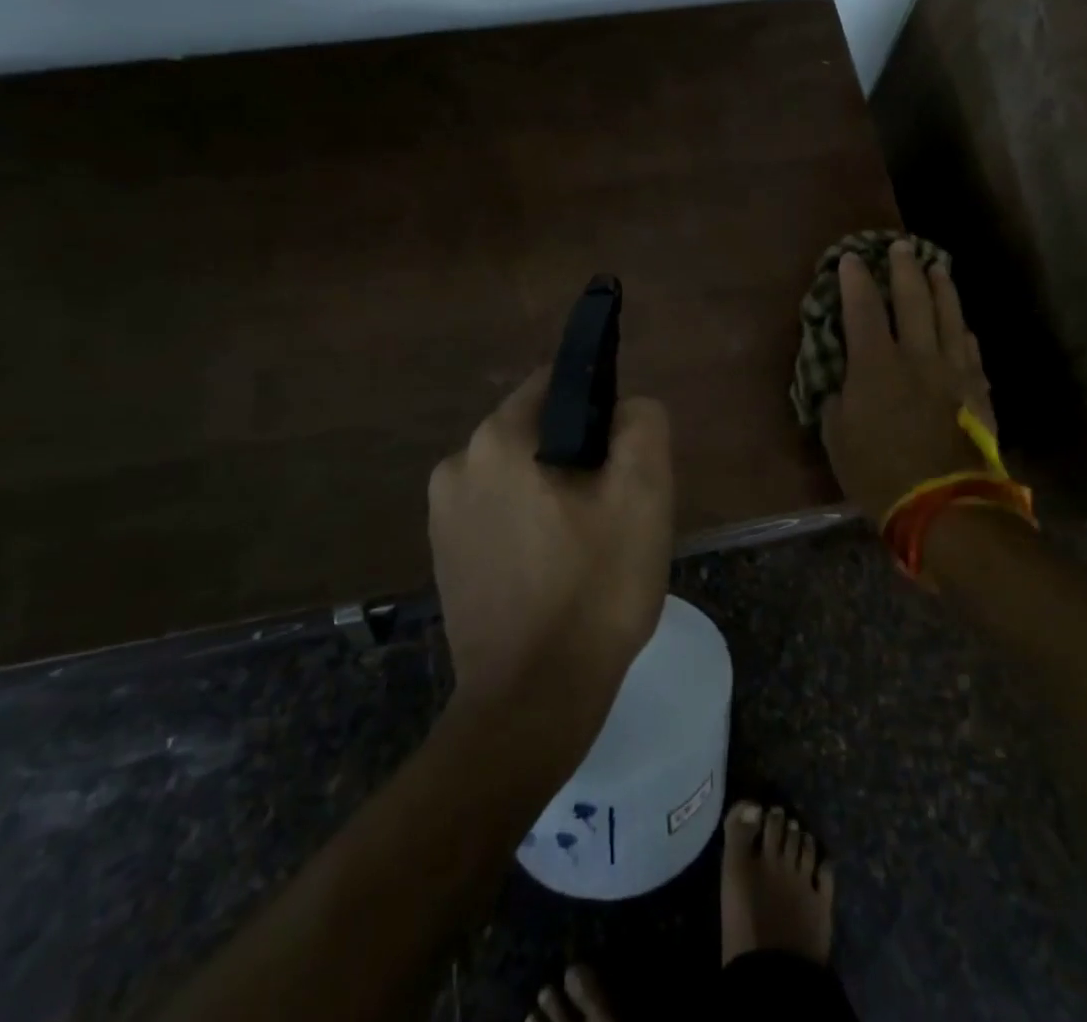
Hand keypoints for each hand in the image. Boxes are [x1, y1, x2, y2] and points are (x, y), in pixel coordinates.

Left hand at [428, 370, 673, 731]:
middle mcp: (456, 464)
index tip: (624, 455)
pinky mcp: (444, 554)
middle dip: (579, 456)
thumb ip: (642, 424)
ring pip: (519, 473)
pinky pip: (499, 512)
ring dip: (555, 491)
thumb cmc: (594, 590)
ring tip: (589, 545)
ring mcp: (442, 513)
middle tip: (615, 509)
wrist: (532, 702)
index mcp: (497, 439)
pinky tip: (555, 569)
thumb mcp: (643, 495)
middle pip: (538, 431)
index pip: (556, 383)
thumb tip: (626, 407)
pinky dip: (530, 523)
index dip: (600, 407)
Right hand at [820, 241, 995, 525]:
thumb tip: (841, 380)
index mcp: (876, 364)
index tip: (851, 258)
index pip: (863, 308)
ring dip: (942, 288)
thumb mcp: (837, 436)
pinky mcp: (978, 391)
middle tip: (901, 246)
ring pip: (950, 316)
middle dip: (904, 268)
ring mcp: (954, 371)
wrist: (943, 505)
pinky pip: (971, 350)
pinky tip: (962, 326)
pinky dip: (963, 331)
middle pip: (913, 299)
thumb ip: (837, 399)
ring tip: (937, 267)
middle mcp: (918, 356)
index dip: (855, 280)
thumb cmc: (878, 472)